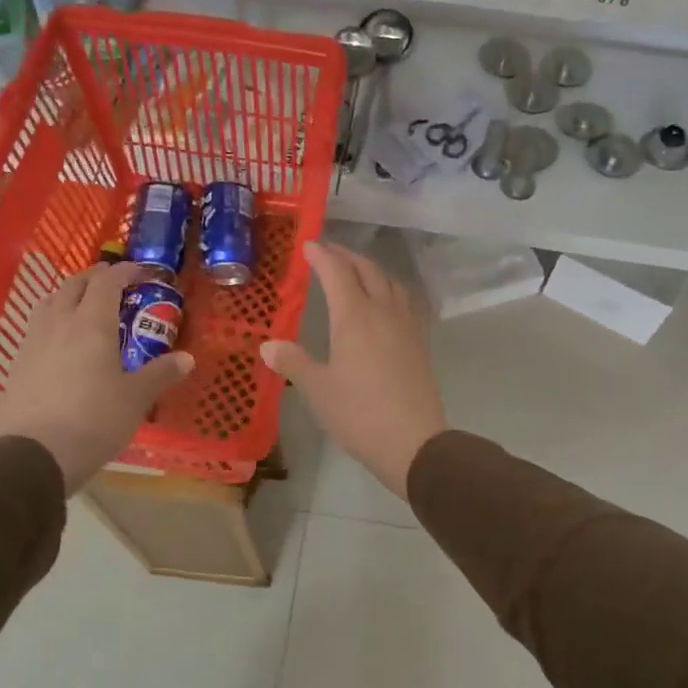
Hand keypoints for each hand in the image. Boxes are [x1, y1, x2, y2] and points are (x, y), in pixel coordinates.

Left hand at [0, 262, 193, 493]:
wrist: (36, 455)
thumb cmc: (95, 420)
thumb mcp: (137, 398)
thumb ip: (161, 373)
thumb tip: (187, 358)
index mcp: (92, 324)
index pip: (107, 282)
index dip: (124, 271)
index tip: (140, 271)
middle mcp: (59, 323)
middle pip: (74, 285)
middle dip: (94, 278)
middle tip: (113, 282)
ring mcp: (33, 343)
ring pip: (49, 303)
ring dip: (69, 295)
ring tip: (83, 304)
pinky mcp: (17, 365)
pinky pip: (36, 328)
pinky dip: (53, 320)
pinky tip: (61, 341)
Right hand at [261, 241, 446, 500]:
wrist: (414, 442)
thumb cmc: (359, 414)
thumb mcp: (318, 389)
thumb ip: (293, 362)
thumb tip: (267, 345)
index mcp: (355, 317)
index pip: (337, 273)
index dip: (322, 255)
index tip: (308, 245)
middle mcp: (383, 312)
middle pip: (367, 270)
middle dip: (346, 256)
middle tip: (328, 252)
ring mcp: (407, 325)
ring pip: (390, 282)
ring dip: (371, 269)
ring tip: (356, 271)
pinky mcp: (420, 342)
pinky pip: (405, 301)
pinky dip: (390, 289)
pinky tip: (386, 302)